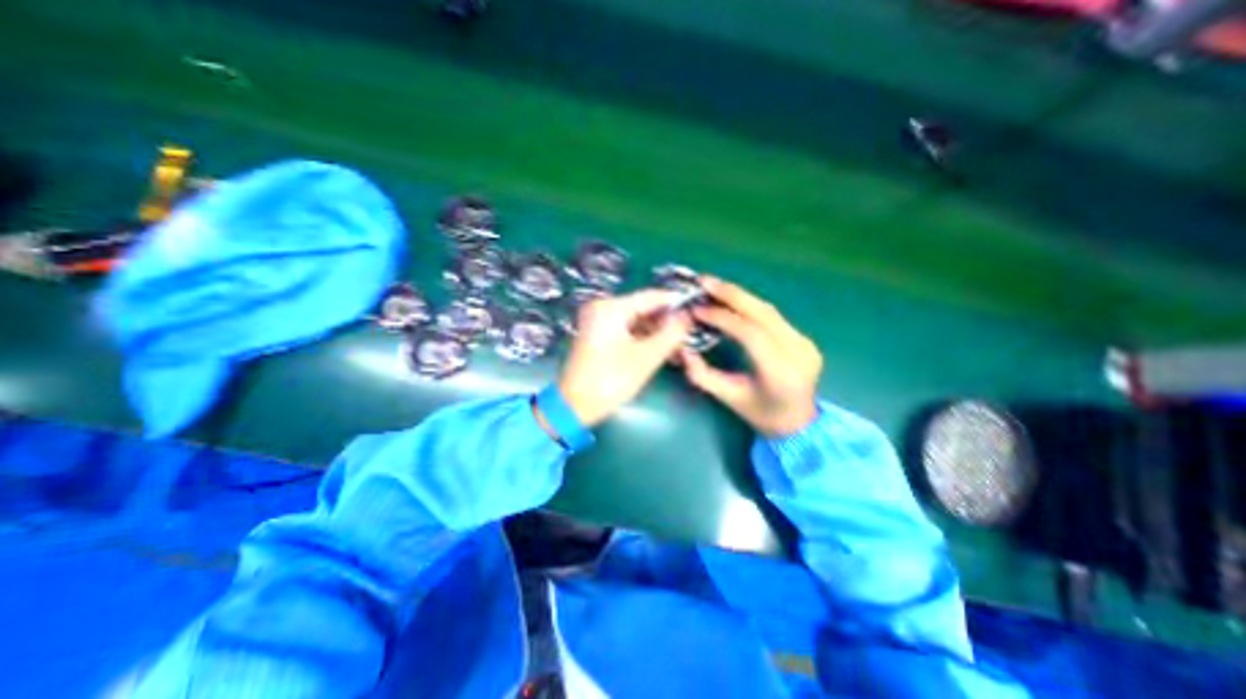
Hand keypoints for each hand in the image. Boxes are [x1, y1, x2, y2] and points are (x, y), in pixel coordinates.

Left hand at [556, 286, 690, 426]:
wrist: (575, 406)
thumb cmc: (610, 381)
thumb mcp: (646, 357)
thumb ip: (670, 334)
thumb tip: (687, 317)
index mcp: (611, 308)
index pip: (651, 296)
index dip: (675, 303)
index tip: (696, 311)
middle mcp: (603, 308)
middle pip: (644, 309)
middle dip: (667, 322)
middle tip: (689, 336)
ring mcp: (599, 321)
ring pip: (638, 321)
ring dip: (657, 333)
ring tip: (679, 348)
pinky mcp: (599, 335)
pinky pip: (628, 330)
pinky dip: (644, 339)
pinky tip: (662, 351)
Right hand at [677, 277, 825, 436]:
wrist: (799, 424)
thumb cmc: (761, 415)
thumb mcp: (728, 398)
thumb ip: (702, 375)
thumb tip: (681, 349)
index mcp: (780, 373)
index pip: (751, 334)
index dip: (722, 318)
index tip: (697, 310)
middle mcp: (798, 353)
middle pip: (763, 313)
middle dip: (731, 294)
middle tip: (704, 281)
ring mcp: (805, 343)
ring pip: (769, 310)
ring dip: (740, 296)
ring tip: (714, 286)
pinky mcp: (804, 338)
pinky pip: (773, 316)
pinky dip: (749, 305)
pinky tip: (732, 301)